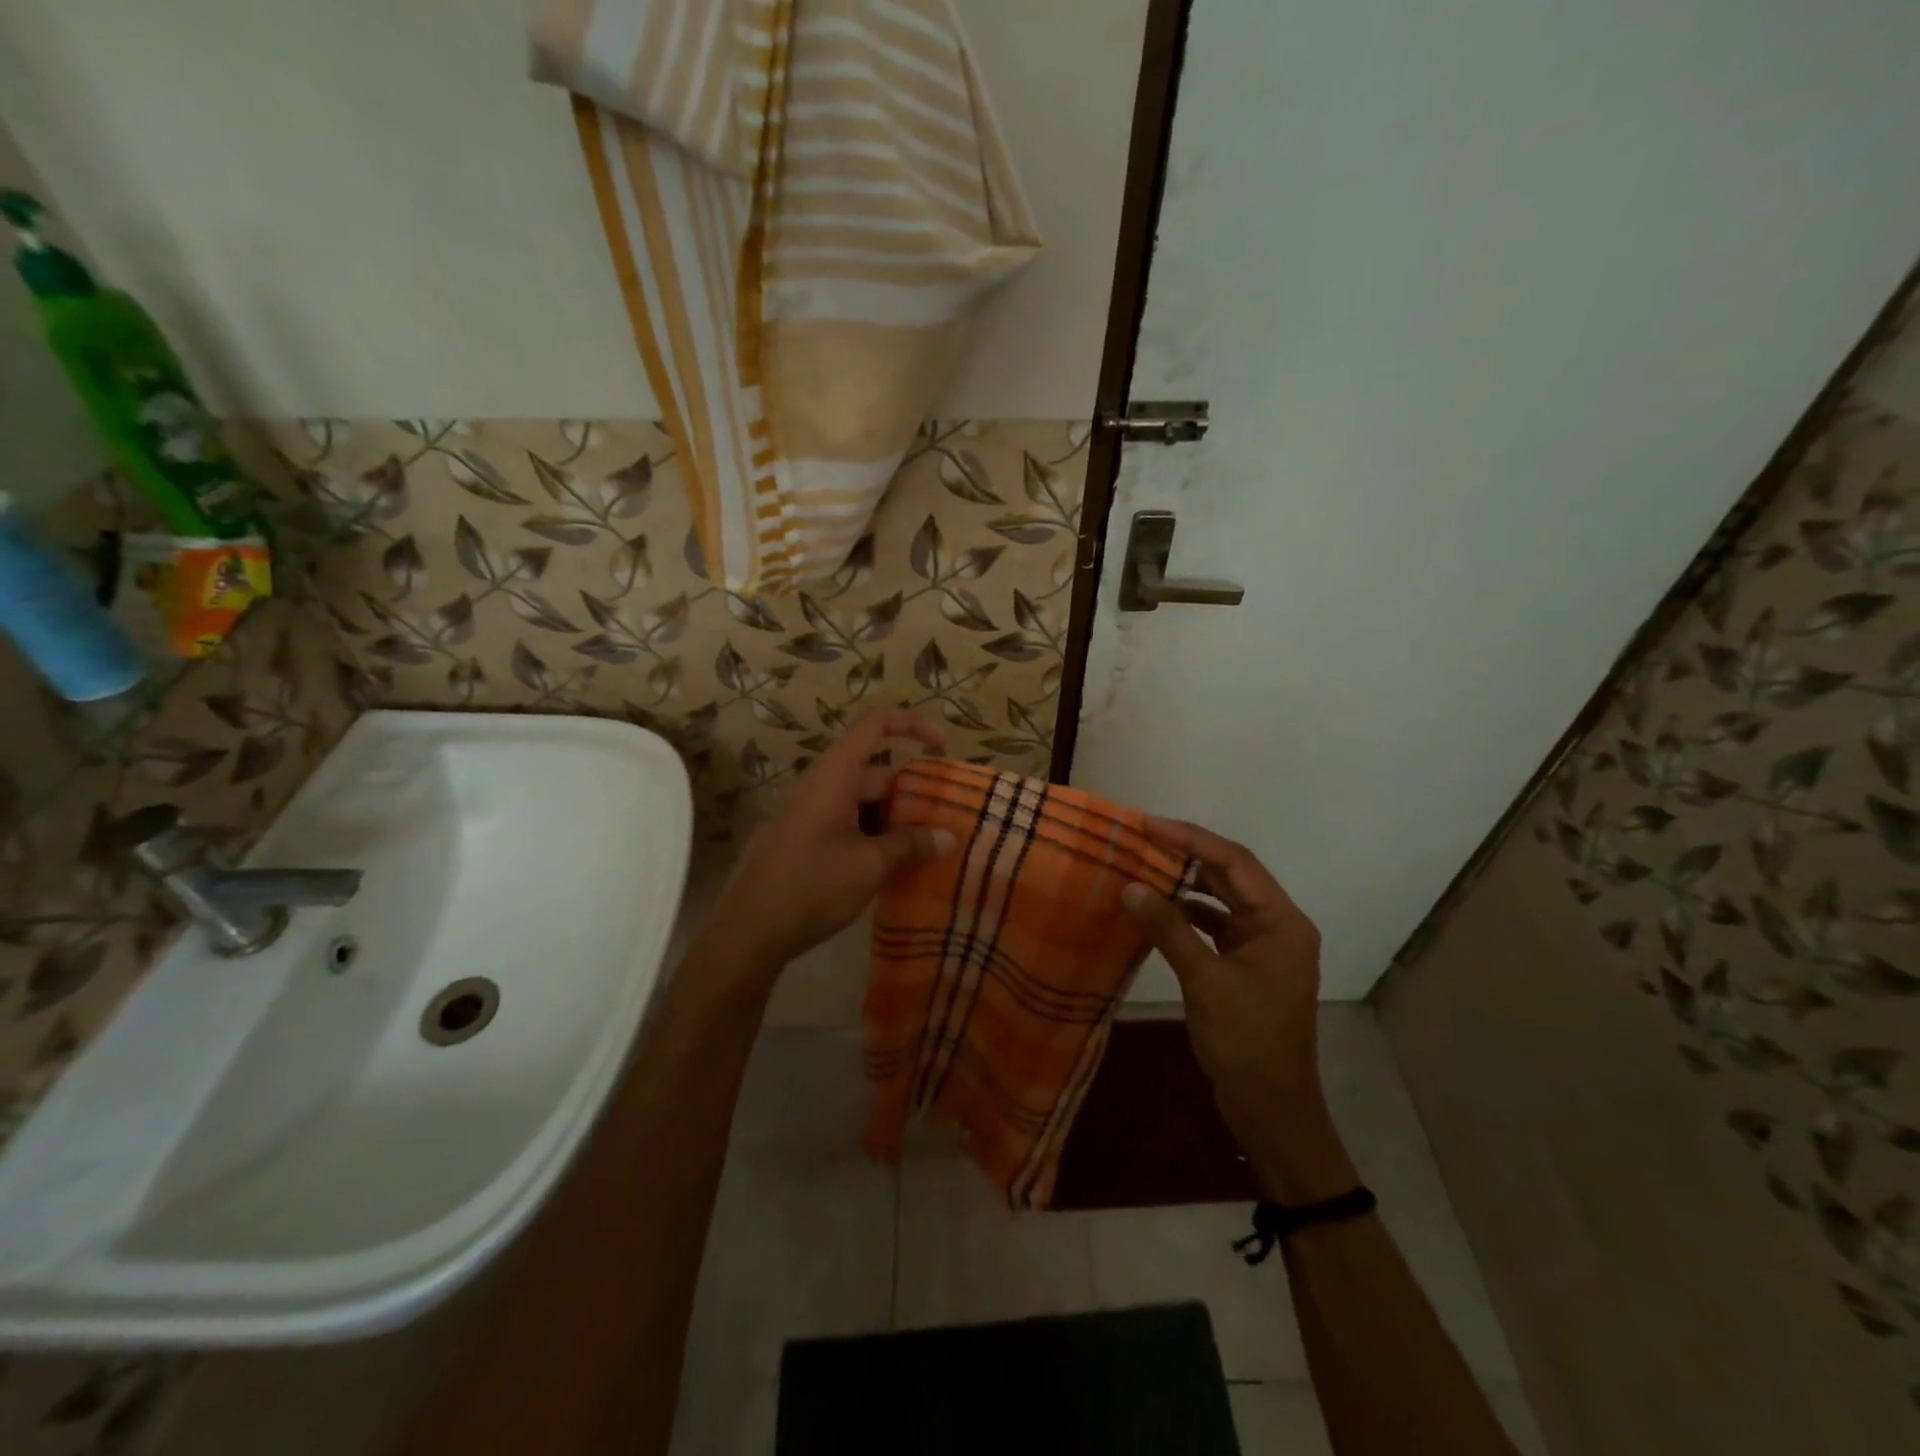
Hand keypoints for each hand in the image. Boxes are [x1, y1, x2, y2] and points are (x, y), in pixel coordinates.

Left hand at [704, 708, 955, 978]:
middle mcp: (821, 785)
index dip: (912, 724)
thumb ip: (911, 845)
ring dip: (895, 821)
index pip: (874, 724)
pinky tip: (893, 867)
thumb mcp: (870, 866)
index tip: (943, 747)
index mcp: (834, 775)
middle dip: (913, 794)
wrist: (747, 931)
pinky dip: (874, 836)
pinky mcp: (803, 839)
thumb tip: (949, 837)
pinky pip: (847, 823)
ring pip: (863, 802)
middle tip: (946, 824)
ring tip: (927, 850)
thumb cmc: (811, 887)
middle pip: (876, 772)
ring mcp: (809, 812)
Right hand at [1121, 819, 1358, 1202]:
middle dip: (1186, 855)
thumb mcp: (1204, 981)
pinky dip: (1187, 915)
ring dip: (1185, 884)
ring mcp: (1262, 946)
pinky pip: (1214, 925)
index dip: (1191, 838)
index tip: (1148, 825)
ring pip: (1221, 899)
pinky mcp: (1246, 964)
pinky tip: (1156, 910)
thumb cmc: (1246, 1042)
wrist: (1271, 1108)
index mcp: (1282, 922)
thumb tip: (1130, 886)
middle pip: (1230, 875)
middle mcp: (1277, 925)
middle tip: (1140, 839)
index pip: (1235, 862)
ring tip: (1143, 867)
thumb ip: (1169, 929)